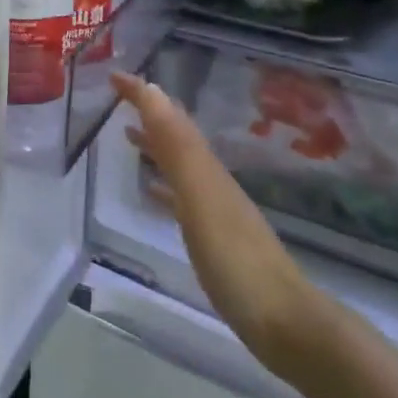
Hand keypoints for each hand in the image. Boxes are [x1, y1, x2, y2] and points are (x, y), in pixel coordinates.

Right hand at [112, 72, 332, 370]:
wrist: (284, 322)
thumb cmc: (235, 259)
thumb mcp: (200, 196)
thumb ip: (177, 146)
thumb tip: (153, 90)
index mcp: (206, 168)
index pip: (170, 118)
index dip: (143, 95)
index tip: (113, 74)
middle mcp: (211, 181)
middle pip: (176, 136)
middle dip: (149, 113)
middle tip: (116, 100)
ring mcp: (215, 210)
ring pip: (179, 164)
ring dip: (155, 145)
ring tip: (127, 137)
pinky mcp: (215, 239)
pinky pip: (181, 197)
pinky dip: (163, 185)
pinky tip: (152, 193)